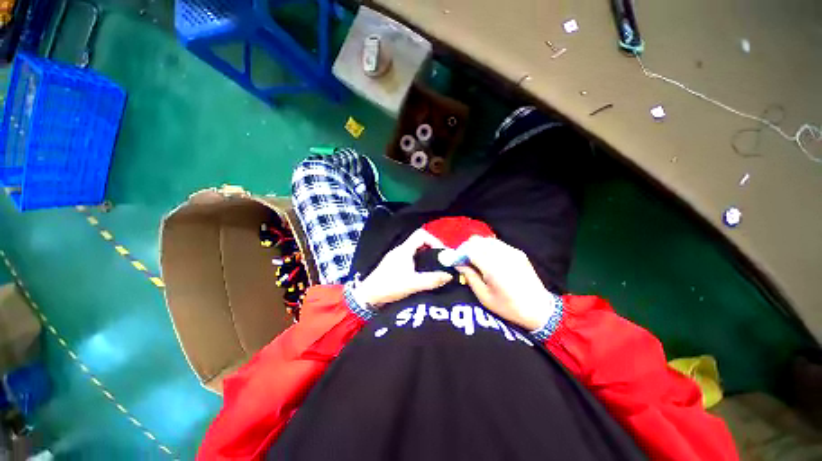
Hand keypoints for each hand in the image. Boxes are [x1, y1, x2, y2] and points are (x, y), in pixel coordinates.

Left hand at [355, 229, 453, 307]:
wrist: (367, 297)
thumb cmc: (389, 287)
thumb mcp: (413, 284)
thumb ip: (432, 280)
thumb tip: (449, 275)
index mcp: (404, 250)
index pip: (421, 234)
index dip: (434, 240)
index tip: (442, 252)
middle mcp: (400, 251)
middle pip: (419, 242)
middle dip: (432, 249)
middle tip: (442, 261)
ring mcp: (396, 258)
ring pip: (415, 251)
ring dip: (426, 257)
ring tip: (435, 268)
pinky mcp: (393, 266)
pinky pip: (410, 259)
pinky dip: (419, 263)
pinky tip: (423, 274)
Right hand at [456, 237, 556, 330]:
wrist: (539, 309)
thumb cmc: (509, 307)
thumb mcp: (484, 296)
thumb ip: (470, 276)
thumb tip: (458, 264)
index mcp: (493, 267)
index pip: (470, 249)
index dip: (460, 253)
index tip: (455, 261)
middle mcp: (502, 254)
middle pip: (477, 240)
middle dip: (467, 248)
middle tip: (464, 260)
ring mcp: (512, 251)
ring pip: (487, 240)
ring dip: (477, 247)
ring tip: (476, 260)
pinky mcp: (518, 252)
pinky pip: (497, 244)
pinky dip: (488, 248)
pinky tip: (489, 260)